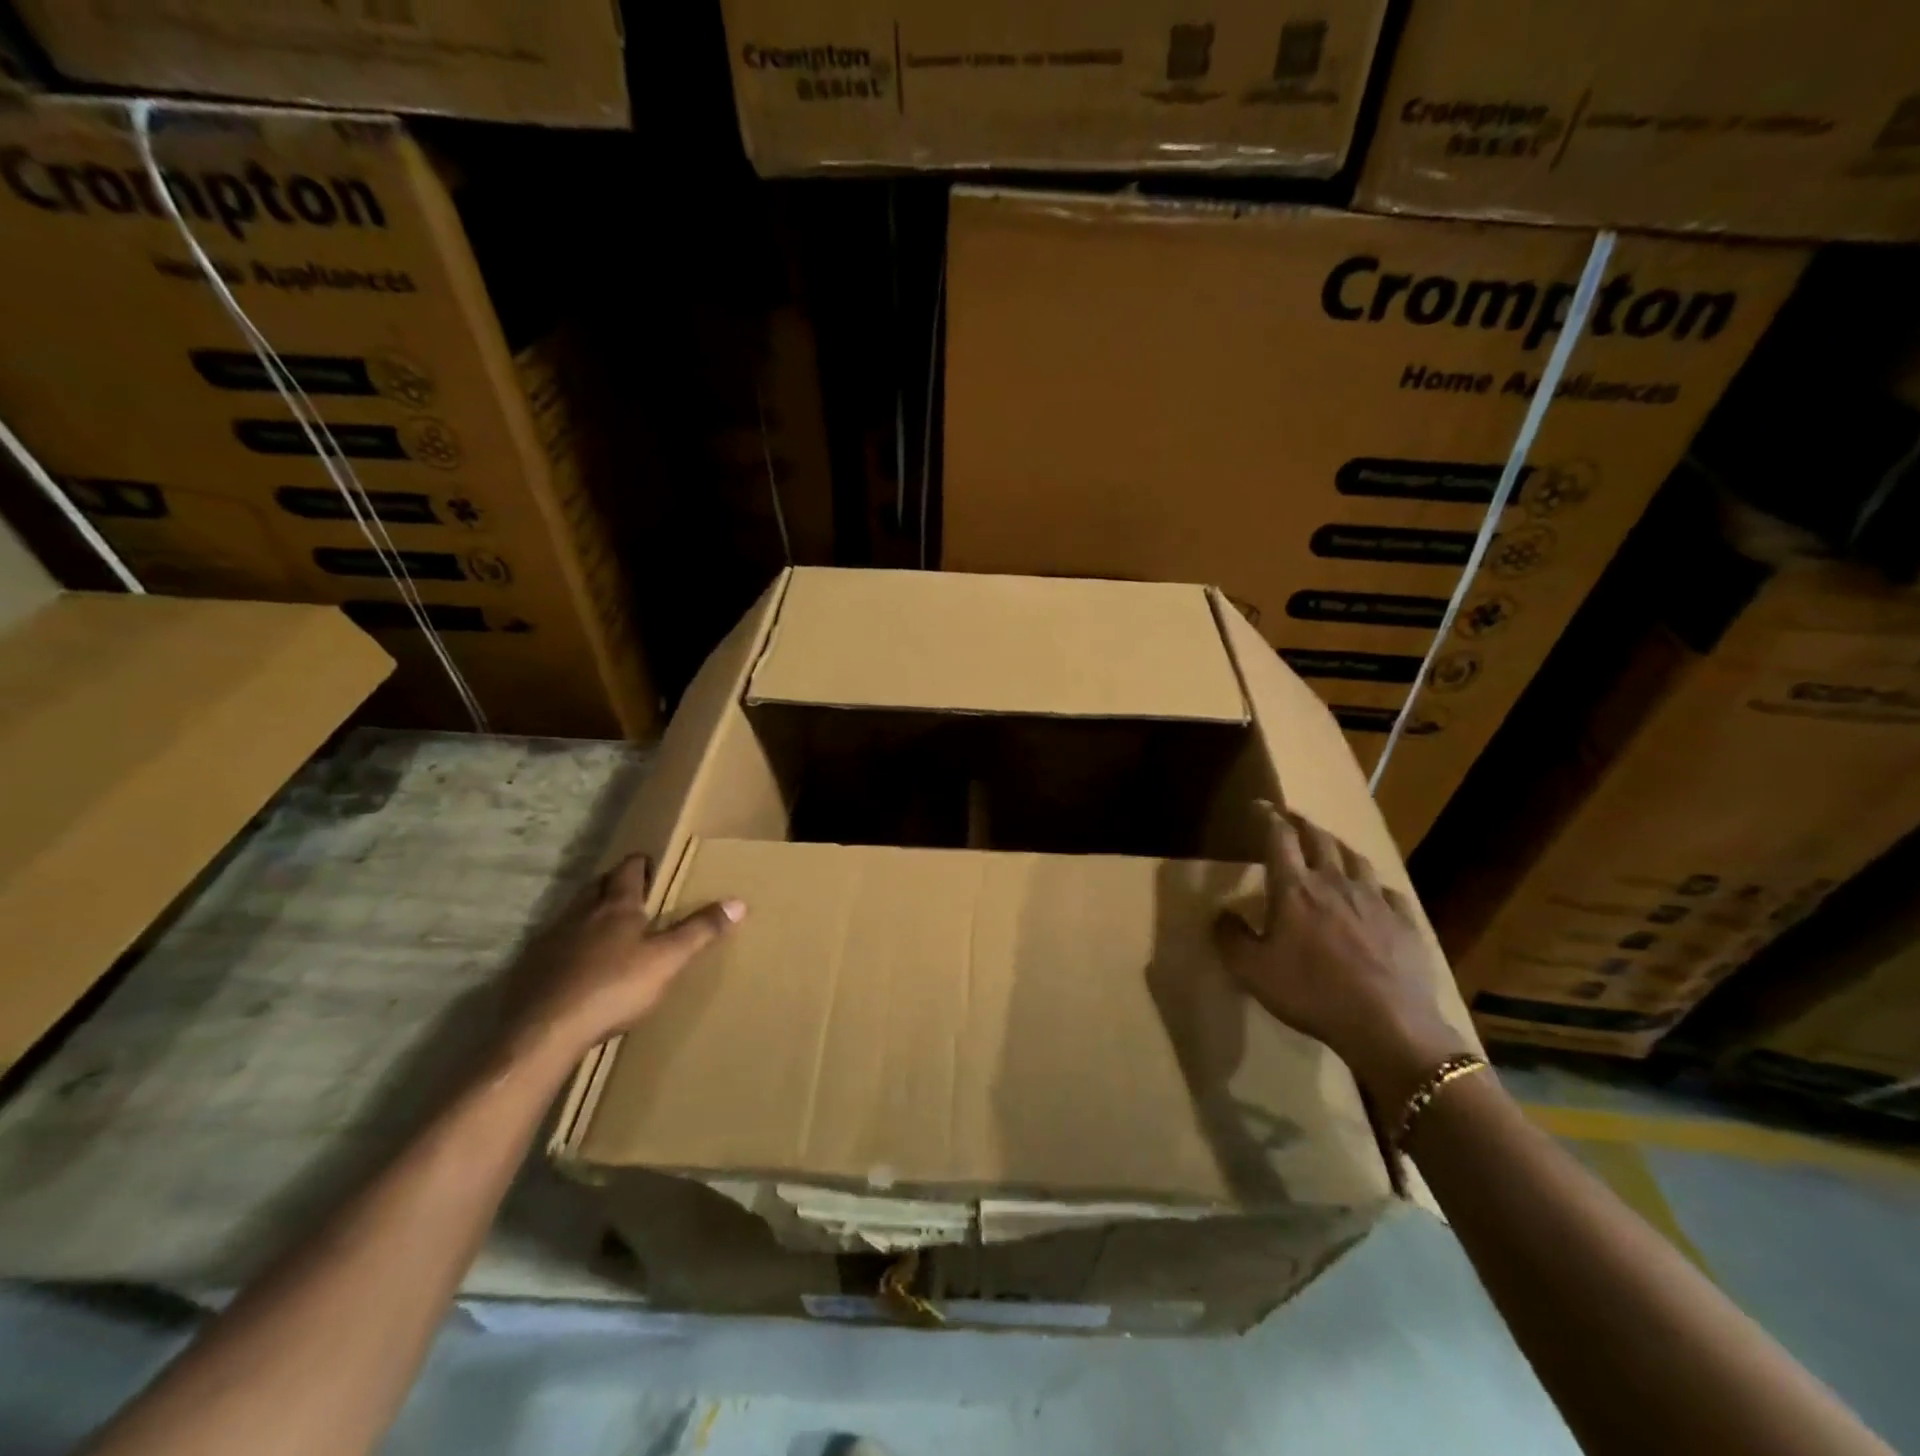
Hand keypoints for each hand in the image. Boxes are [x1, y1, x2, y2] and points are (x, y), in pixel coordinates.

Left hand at [501, 853, 743, 1069]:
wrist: (543, 1030)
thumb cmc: (613, 987)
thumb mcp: (668, 960)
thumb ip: (700, 930)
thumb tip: (738, 902)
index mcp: (616, 906)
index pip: (629, 870)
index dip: (640, 864)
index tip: (650, 863)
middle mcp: (581, 913)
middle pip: (597, 886)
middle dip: (613, 883)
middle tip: (631, 890)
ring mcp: (551, 939)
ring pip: (573, 913)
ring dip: (589, 912)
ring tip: (606, 925)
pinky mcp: (530, 968)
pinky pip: (554, 945)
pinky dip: (568, 945)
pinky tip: (575, 965)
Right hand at [1214, 803, 1471, 1110]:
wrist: (1388, 1025)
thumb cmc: (1311, 993)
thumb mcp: (1252, 970)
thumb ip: (1230, 937)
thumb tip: (1221, 914)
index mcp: (1294, 888)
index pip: (1279, 838)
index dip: (1267, 817)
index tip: (1259, 806)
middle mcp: (1334, 882)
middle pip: (1318, 838)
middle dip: (1301, 823)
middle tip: (1290, 818)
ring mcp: (1374, 900)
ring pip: (1355, 858)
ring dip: (1336, 845)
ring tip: (1329, 846)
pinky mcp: (1405, 921)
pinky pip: (1387, 890)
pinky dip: (1372, 882)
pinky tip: (1371, 892)